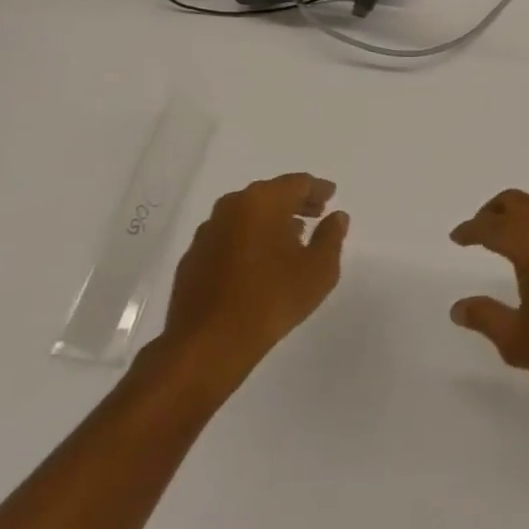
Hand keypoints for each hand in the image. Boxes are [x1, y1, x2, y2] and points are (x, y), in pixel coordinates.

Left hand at [149, 173, 348, 400]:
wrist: (207, 345)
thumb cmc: (271, 299)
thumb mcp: (319, 269)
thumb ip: (331, 236)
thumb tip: (336, 217)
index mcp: (263, 201)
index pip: (297, 183)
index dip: (318, 189)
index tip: (332, 195)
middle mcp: (232, 207)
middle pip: (270, 194)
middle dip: (294, 202)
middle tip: (316, 213)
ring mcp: (207, 232)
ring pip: (246, 215)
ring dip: (270, 221)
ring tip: (290, 238)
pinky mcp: (192, 259)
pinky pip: (228, 237)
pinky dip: (247, 240)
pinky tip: (258, 262)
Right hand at [449, 190, 528, 395]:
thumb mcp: (517, 340)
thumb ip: (485, 318)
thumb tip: (458, 307)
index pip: (491, 227)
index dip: (470, 229)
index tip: (457, 236)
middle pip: (518, 201)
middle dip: (493, 210)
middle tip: (480, 228)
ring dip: (523, 213)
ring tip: (512, 236)